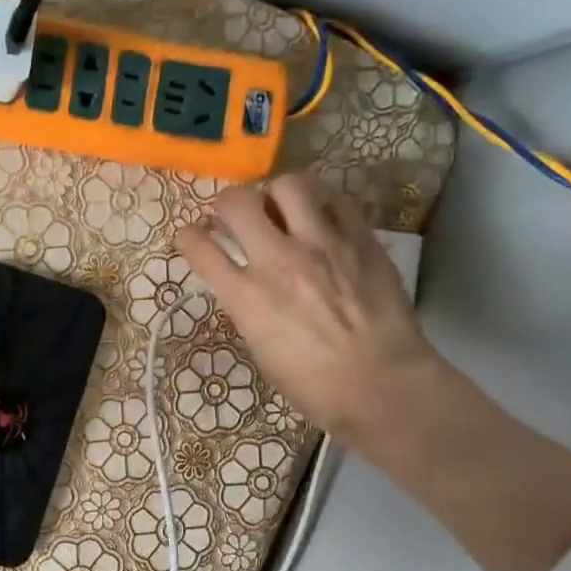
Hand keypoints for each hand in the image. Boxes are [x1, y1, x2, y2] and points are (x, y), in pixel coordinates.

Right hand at [176, 175, 444, 440]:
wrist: (381, 384)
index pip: (199, 247)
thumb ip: (248, 308)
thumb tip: (247, 286)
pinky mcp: (361, 239)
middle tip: (236, 215)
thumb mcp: (261, 349)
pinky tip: (323, 220)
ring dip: (276, 194)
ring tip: (282, 208)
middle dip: (228, 204)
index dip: (188, 236)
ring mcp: (322, 244)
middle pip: (237, 202)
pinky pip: (337, 200)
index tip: (192, 236)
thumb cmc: (313, 384)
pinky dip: (322, 205)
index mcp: (246, 296)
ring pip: (288, 185)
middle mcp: (278, 260)